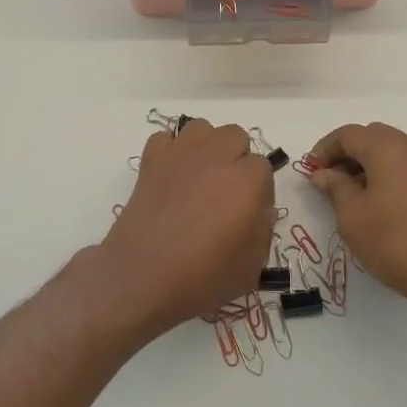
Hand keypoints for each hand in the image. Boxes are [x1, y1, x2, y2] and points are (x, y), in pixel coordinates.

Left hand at [100, 119, 276, 338]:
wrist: (142, 277)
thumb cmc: (202, 278)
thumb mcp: (251, 268)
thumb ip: (263, 230)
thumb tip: (258, 209)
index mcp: (246, 181)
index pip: (263, 167)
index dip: (259, 189)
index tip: (250, 212)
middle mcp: (216, 158)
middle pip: (235, 136)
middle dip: (236, 158)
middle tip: (227, 192)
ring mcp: (181, 154)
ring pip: (202, 128)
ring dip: (206, 146)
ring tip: (200, 176)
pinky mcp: (151, 160)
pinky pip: (165, 137)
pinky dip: (170, 150)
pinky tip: (171, 174)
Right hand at [306, 123, 406, 313]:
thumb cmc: (396, 241)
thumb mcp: (353, 216)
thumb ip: (335, 188)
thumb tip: (323, 174)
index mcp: (388, 147)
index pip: (348, 134)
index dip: (324, 149)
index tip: (311, 171)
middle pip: (372, 137)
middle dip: (347, 154)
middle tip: (329, 181)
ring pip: (392, 152)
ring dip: (368, 166)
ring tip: (352, 197)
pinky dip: (388, 176)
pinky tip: (380, 207)